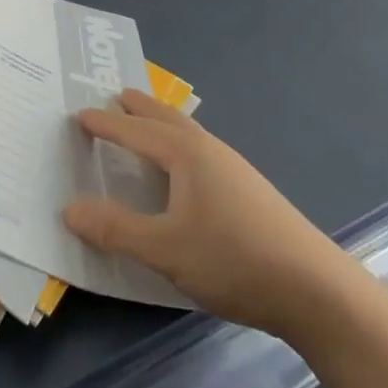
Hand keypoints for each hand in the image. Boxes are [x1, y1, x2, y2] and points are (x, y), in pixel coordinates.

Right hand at [62, 90, 355, 341]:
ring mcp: (234, 168)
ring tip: (147, 125)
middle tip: (116, 96)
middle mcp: (208, 149)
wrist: (318, 291)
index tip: (78, 115)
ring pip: (187, 133)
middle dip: (139, 107)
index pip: (133, 130)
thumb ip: (116, 229)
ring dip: (162, 124)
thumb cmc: (234, 260)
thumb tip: (69, 208)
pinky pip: (201, 151)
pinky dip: (180, 144)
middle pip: (165, 118)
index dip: (104, 124)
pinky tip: (186, 170)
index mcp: (184, 153)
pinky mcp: (250, 191)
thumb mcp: (166, 249)